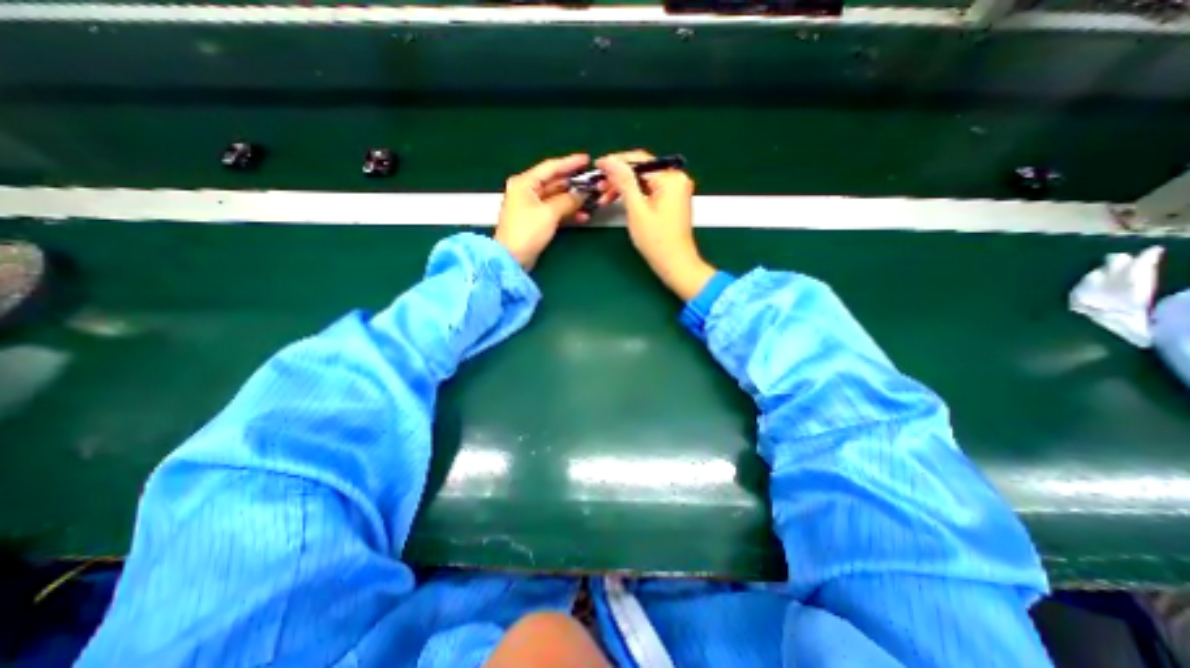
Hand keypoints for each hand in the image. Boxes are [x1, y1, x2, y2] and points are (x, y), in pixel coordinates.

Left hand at [498, 151, 600, 267]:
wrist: (513, 258)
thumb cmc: (526, 232)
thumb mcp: (549, 213)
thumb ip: (567, 200)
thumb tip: (582, 194)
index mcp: (524, 183)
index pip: (550, 167)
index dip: (570, 162)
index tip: (586, 159)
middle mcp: (526, 191)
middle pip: (555, 183)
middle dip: (574, 184)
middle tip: (593, 183)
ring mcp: (531, 207)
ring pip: (557, 198)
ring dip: (573, 201)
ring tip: (591, 202)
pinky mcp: (536, 221)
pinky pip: (555, 211)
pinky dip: (568, 213)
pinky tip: (582, 216)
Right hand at [596, 152, 713, 300]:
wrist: (675, 264)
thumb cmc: (657, 241)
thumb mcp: (636, 209)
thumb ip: (624, 182)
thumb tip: (611, 161)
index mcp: (671, 178)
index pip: (639, 160)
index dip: (616, 162)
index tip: (598, 166)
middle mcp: (677, 180)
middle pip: (641, 171)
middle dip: (618, 178)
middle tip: (599, 187)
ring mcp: (675, 191)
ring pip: (643, 182)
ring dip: (624, 188)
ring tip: (605, 198)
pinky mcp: (671, 202)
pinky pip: (649, 191)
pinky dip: (634, 196)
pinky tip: (619, 201)